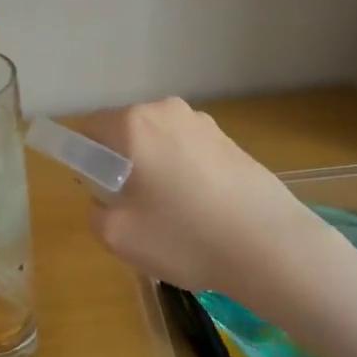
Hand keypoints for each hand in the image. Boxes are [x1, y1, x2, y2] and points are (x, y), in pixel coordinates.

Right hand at [81, 98, 322, 296]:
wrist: (270, 246)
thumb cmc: (185, 237)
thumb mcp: (117, 236)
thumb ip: (95, 212)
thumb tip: (106, 200)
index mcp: (134, 124)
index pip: (90, 130)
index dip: (86, 162)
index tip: (102, 194)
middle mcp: (167, 111)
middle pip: (126, 134)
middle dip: (122, 165)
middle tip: (134, 209)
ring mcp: (204, 124)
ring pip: (160, 144)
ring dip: (156, 170)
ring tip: (174, 216)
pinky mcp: (231, 141)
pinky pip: (189, 153)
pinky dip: (185, 175)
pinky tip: (202, 213)